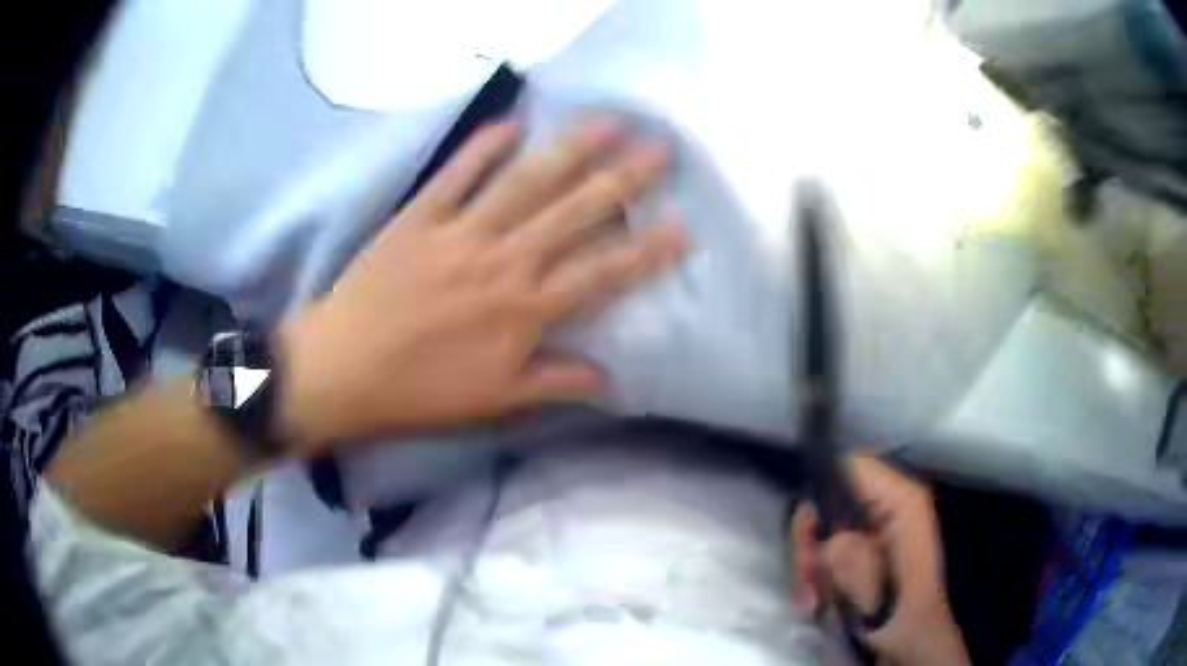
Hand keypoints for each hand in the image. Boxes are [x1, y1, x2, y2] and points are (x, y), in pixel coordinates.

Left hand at [276, 119, 686, 454]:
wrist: (342, 370)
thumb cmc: (418, 392)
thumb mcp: (494, 401)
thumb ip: (556, 382)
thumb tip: (612, 380)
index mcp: (524, 311)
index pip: (602, 273)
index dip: (646, 249)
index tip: (682, 225)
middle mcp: (503, 262)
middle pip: (574, 212)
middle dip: (623, 179)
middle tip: (660, 148)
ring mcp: (460, 233)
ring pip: (526, 183)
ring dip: (570, 149)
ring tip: (607, 121)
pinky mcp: (420, 217)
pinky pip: (457, 174)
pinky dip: (484, 145)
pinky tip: (513, 121)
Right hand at [790, 455, 970, 665]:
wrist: (913, 641)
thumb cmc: (900, 615)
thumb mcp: (873, 588)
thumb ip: (846, 554)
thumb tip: (813, 524)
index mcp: (902, 501)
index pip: (853, 465)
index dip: (822, 488)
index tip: (805, 530)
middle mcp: (891, 504)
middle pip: (832, 498)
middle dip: (810, 538)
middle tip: (805, 575)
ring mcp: (879, 525)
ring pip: (825, 526)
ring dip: (810, 562)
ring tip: (811, 597)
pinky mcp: (868, 545)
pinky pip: (830, 545)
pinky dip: (817, 570)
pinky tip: (817, 597)